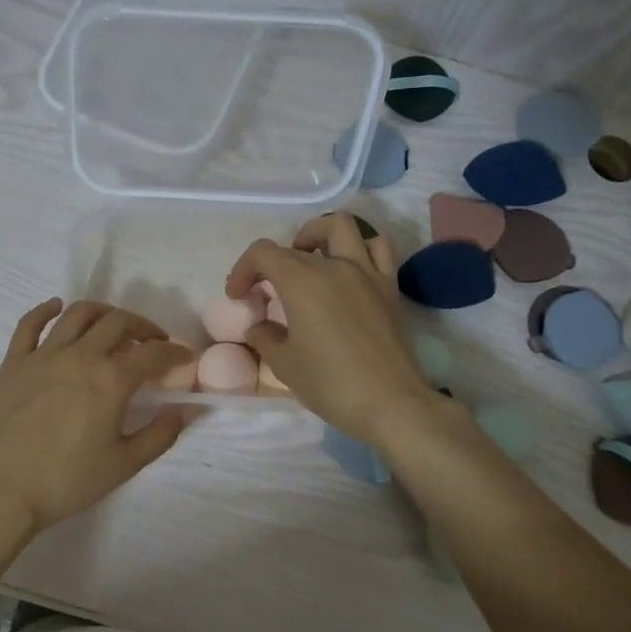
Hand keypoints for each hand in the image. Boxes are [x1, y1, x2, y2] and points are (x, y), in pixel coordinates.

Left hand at [0, 299, 194, 534]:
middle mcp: (80, 356)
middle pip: (118, 322)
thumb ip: (161, 434)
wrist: (3, 491)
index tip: (185, 357)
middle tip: (153, 341)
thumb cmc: (68, 481)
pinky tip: (56, 306)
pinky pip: (30, 323)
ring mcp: (43, 355)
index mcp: (111, 380)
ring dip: (103, 312)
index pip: (153, 353)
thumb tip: (187, 409)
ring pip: (78, 314)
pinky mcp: (14, 362)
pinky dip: (45, 309)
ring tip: (113, 324)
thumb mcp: (124, 464)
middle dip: (143, 327)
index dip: (175, 352)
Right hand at [226, 214, 432, 445]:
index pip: (263, 253)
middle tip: (266, 292)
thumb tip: (259, 326)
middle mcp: (335, 266)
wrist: (392, 404)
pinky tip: (348, 272)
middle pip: (294, 247)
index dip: (242, 270)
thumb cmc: (331, 384)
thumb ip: (265, 337)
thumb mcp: (284, 365)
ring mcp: (367, 272)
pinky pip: (376, 249)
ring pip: (341, 227)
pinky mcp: (389, 287)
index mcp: (302, 282)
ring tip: (308, 260)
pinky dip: (358, 249)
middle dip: (271, 265)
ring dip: (317, 236)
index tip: (238, 296)